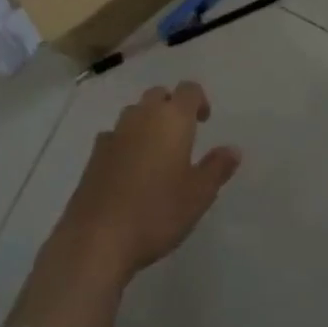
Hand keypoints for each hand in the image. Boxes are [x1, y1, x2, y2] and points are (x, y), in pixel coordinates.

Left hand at [51, 82, 241, 283]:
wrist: (98, 236)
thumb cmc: (157, 212)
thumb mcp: (198, 195)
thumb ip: (217, 168)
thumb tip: (233, 149)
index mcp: (172, 119)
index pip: (188, 90)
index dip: (199, 100)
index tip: (204, 121)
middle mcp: (142, 115)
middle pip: (159, 95)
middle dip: (171, 106)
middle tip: (181, 135)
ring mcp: (115, 131)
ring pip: (135, 112)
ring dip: (147, 122)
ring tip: (156, 152)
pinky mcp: (95, 152)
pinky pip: (115, 134)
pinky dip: (126, 141)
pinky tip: (129, 168)